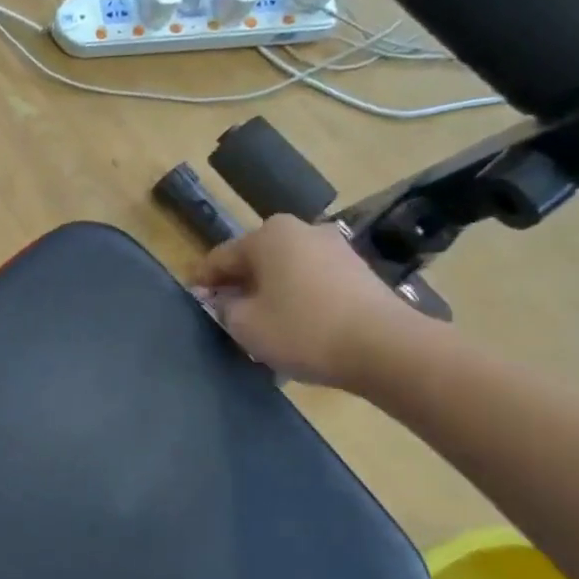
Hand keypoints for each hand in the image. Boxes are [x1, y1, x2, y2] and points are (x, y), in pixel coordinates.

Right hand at [190, 215, 417, 387]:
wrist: (385, 348)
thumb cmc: (302, 329)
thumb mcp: (244, 324)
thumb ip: (224, 307)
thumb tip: (225, 299)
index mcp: (268, 235)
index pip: (220, 257)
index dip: (202, 281)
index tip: (192, 301)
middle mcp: (302, 230)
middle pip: (256, 260)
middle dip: (239, 285)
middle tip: (225, 314)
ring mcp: (335, 248)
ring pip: (285, 270)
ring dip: (269, 292)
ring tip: (261, 324)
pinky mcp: (359, 271)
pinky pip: (312, 282)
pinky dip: (297, 298)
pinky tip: (294, 325)